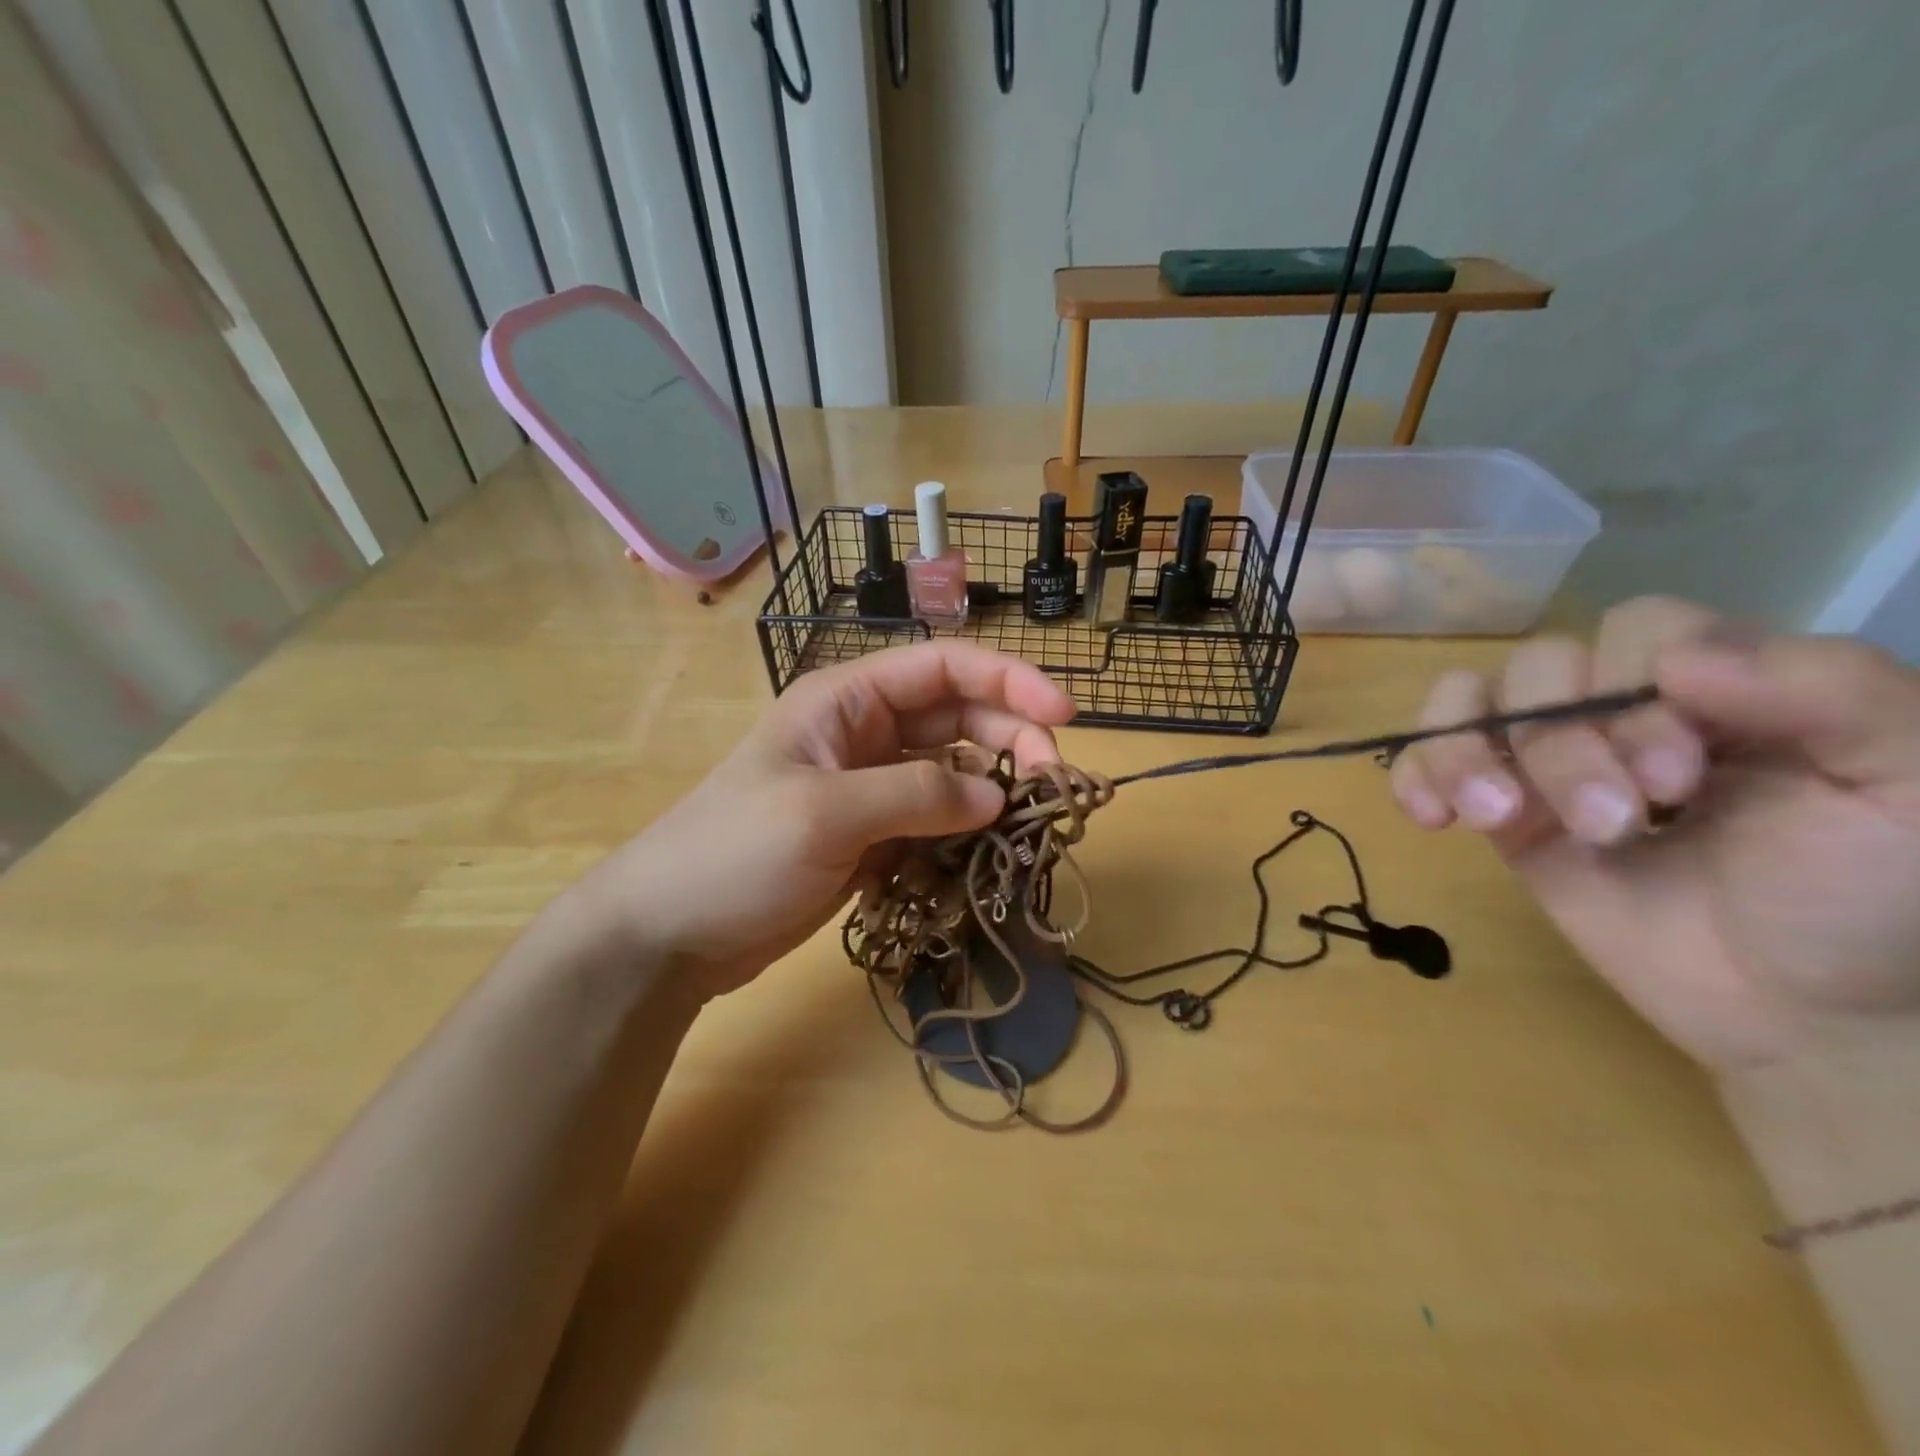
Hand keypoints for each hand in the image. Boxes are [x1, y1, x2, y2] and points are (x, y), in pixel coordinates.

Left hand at [572, 642, 1075, 1001]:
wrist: (670, 934)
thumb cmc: (733, 854)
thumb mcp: (825, 814)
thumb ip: (917, 796)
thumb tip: (997, 800)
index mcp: (848, 700)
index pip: (943, 668)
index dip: (1009, 682)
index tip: (1065, 715)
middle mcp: (864, 733)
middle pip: (958, 718)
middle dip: (1011, 740)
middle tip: (1053, 784)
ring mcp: (869, 788)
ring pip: (953, 773)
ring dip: (994, 791)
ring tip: (1029, 824)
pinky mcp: (871, 837)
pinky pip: (935, 822)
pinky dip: (966, 833)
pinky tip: (986, 856)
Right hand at [1388, 596, 1919, 1072]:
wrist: (1796, 1012)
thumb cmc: (1867, 898)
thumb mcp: (1907, 785)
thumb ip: (1832, 692)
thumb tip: (1677, 659)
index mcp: (1717, 683)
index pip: (1636, 630)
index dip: (1632, 687)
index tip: (1676, 782)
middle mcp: (1621, 708)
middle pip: (1539, 668)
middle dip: (1560, 744)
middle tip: (1610, 824)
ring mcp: (1547, 761)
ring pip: (1467, 703)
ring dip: (1466, 753)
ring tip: (1494, 818)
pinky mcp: (1501, 813)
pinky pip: (1425, 762)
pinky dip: (1416, 775)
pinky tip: (1431, 817)